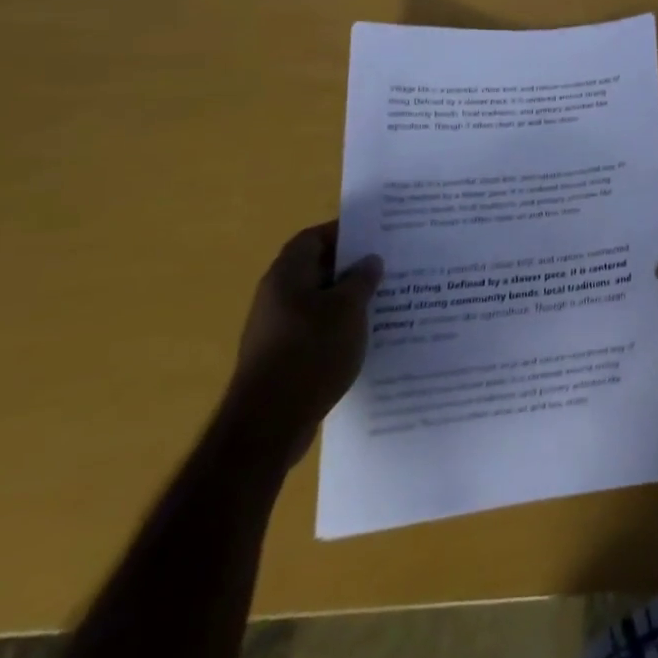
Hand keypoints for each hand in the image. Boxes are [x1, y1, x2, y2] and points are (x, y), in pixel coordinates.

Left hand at [226, 222, 382, 464]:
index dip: (344, 232)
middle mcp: (276, 297)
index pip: (313, 238)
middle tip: (390, 265)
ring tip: (386, 299)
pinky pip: (317, 329)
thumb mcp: (348, 308)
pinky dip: (340, 326)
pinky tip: (366, 335)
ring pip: (319, 301)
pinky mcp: (283, 357)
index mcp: (286, 275)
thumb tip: (369, 261)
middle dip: (352, 266)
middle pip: (317, 268)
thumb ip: (362, 279)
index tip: (377, 235)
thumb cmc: (310, 352)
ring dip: (349, 299)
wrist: (268, 425)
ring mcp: (277, 330)